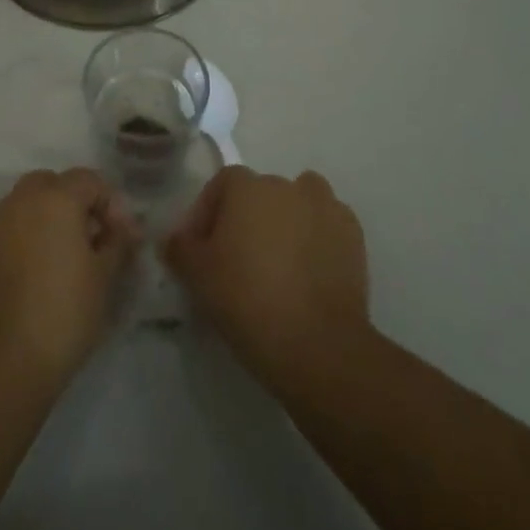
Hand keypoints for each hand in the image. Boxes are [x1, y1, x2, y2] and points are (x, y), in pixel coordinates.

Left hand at [0, 169, 141, 388]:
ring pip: (28, 204)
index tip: (122, 238)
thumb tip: (126, 227)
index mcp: (55, 198)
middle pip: (53, 183)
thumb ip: (117, 243)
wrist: (1, 361)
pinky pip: (11, 228)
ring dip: (50, 219)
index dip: (110, 204)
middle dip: (76, 203)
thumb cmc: (63, 313)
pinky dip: (29, 238)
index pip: (89, 179)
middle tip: (93, 240)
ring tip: (68, 259)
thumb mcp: (104, 278)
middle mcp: (22, 200)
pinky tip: (41, 275)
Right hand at [164, 166, 370, 387]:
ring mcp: (326, 207)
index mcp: (247, 186)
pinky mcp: (354, 236)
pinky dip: (317, 239)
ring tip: (278, 262)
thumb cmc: (247, 300)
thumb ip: (180, 247)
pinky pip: (327, 226)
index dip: (207, 214)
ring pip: (298, 203)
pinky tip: (308, 272)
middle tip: (236, 260)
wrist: (317, 344)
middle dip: (246, 218)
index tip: (200, 250)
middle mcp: (287, 185)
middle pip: (259, 193)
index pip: (220, 185)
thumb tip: (175, 238)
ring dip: (286, 222)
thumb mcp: (196, 276)